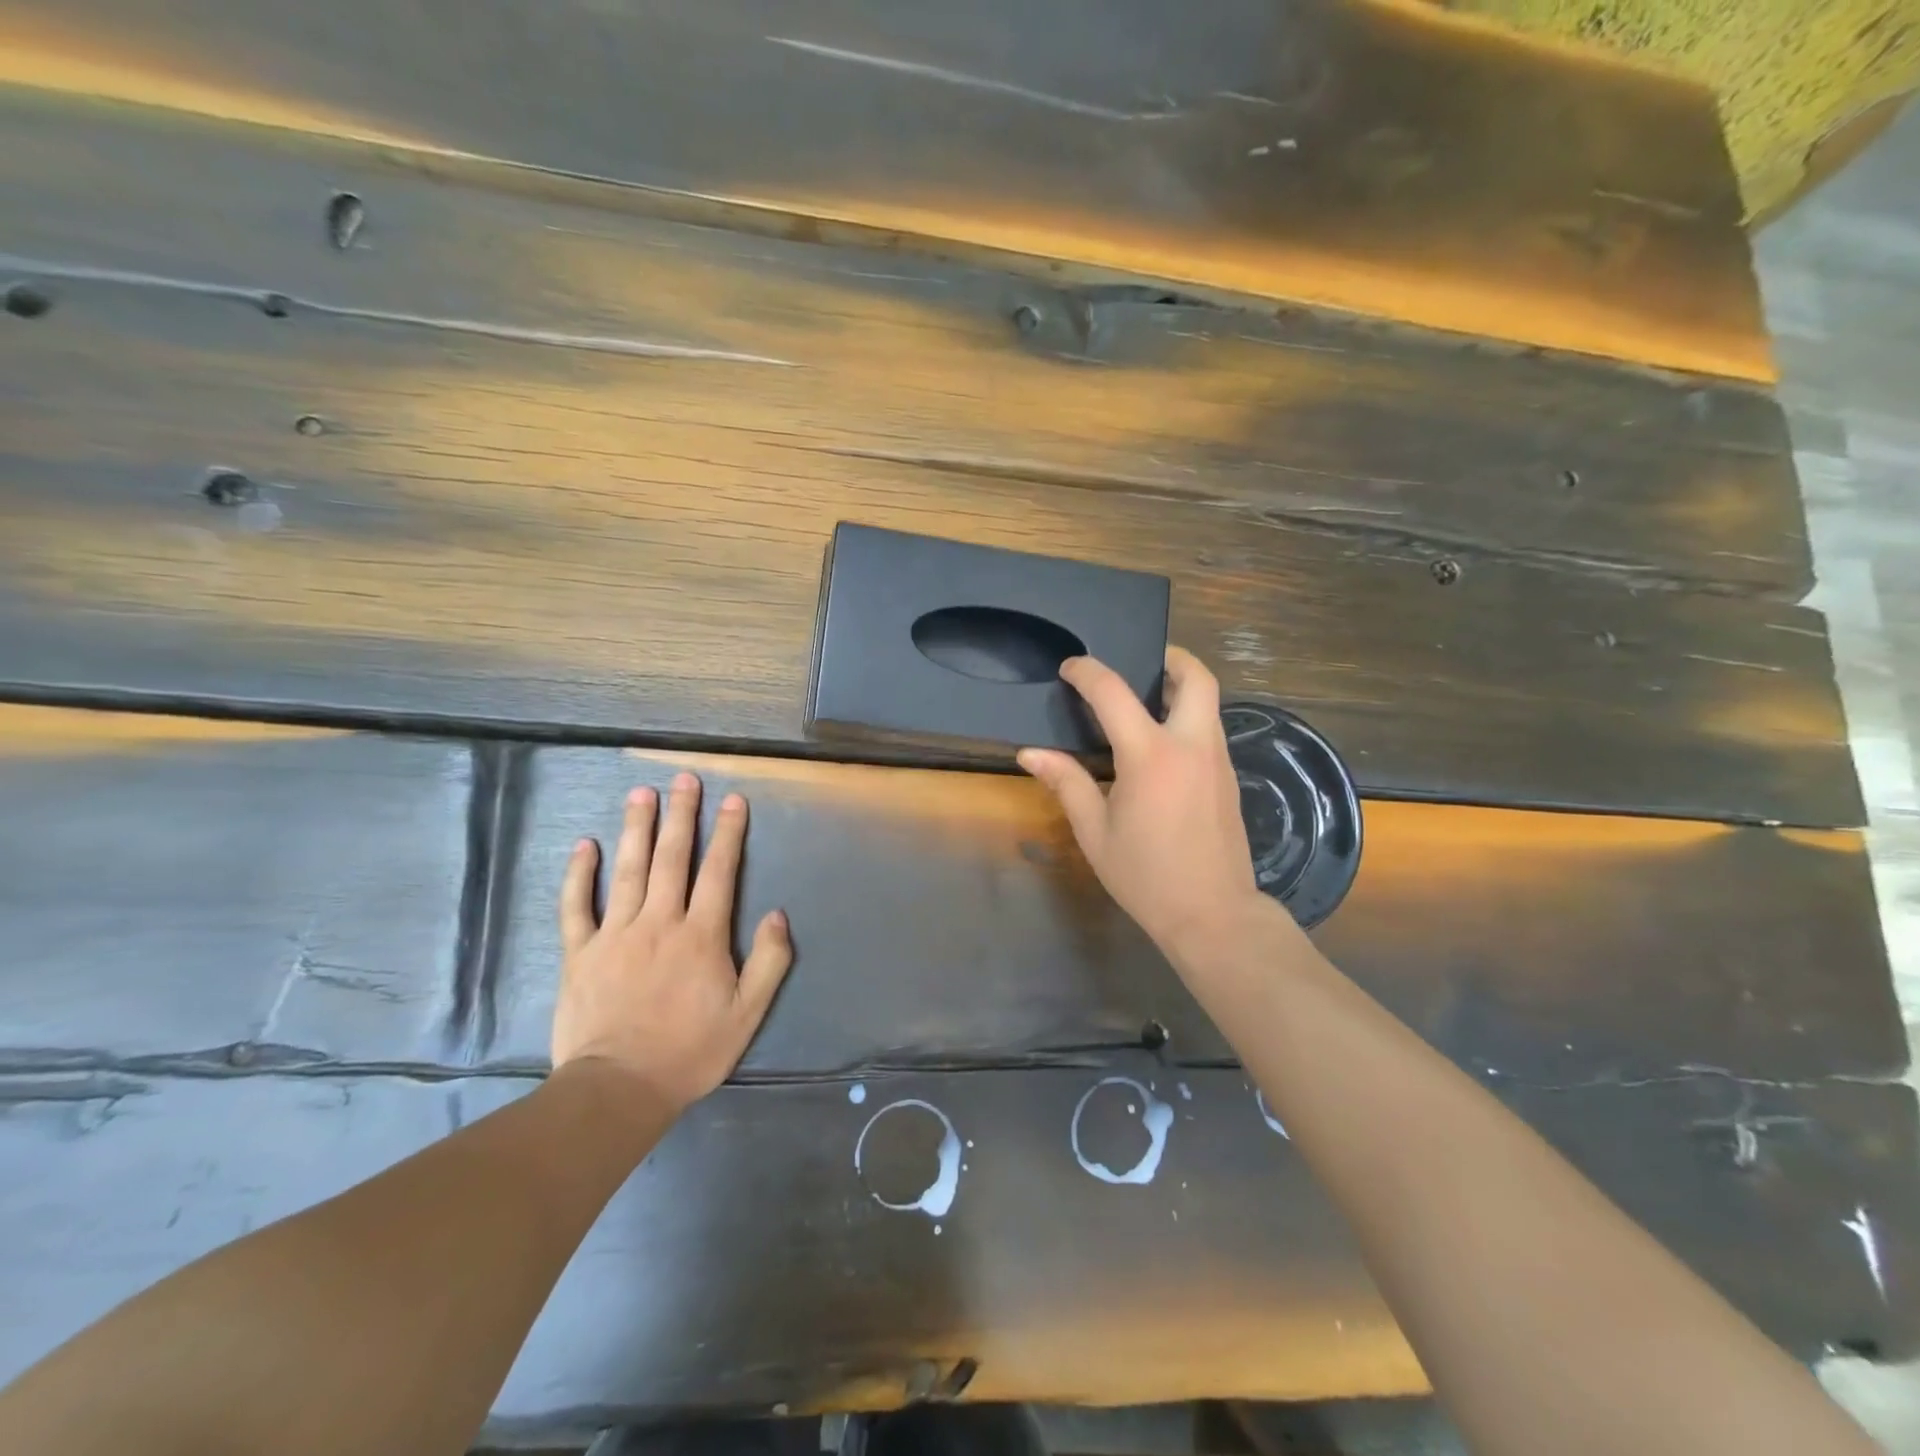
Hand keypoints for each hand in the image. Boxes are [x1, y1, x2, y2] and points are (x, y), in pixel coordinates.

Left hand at [554, 772, 792, 1114]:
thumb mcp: (747, 1014)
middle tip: (683, 778)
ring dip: (637, 828)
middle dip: (681, 815)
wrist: (618, 1088)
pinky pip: (577, 906)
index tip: (732, 800)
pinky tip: (585, 845)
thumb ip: (769, 962)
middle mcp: (659, 922)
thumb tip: (778, 915)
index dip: (728, 833)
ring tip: (642, 793)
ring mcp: (615, 933)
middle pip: (672, 858)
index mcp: (701, 935)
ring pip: (628, 870)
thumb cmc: (689, 1050)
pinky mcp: (580, 952)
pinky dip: (579, 874)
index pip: (719, 871)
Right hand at [1018, 647, 1274, 958]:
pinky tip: (1162, 743)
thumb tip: (1031, 753)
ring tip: (1146, 698)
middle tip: (1141, 660)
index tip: (1071, 668)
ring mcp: (1218, 761)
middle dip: (1171, 657)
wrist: (1213, 914)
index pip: (1115, 693)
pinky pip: (1211, 729)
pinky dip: (1189, 717)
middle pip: (1197, 678)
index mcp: (1151, 756)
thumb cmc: (1146, 875)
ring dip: (1182, 687)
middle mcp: (1192, 746)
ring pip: (1209, 702)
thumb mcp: (1095, 832)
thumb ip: (1067, 783)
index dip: (1088, 673)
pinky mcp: (1229, 778)